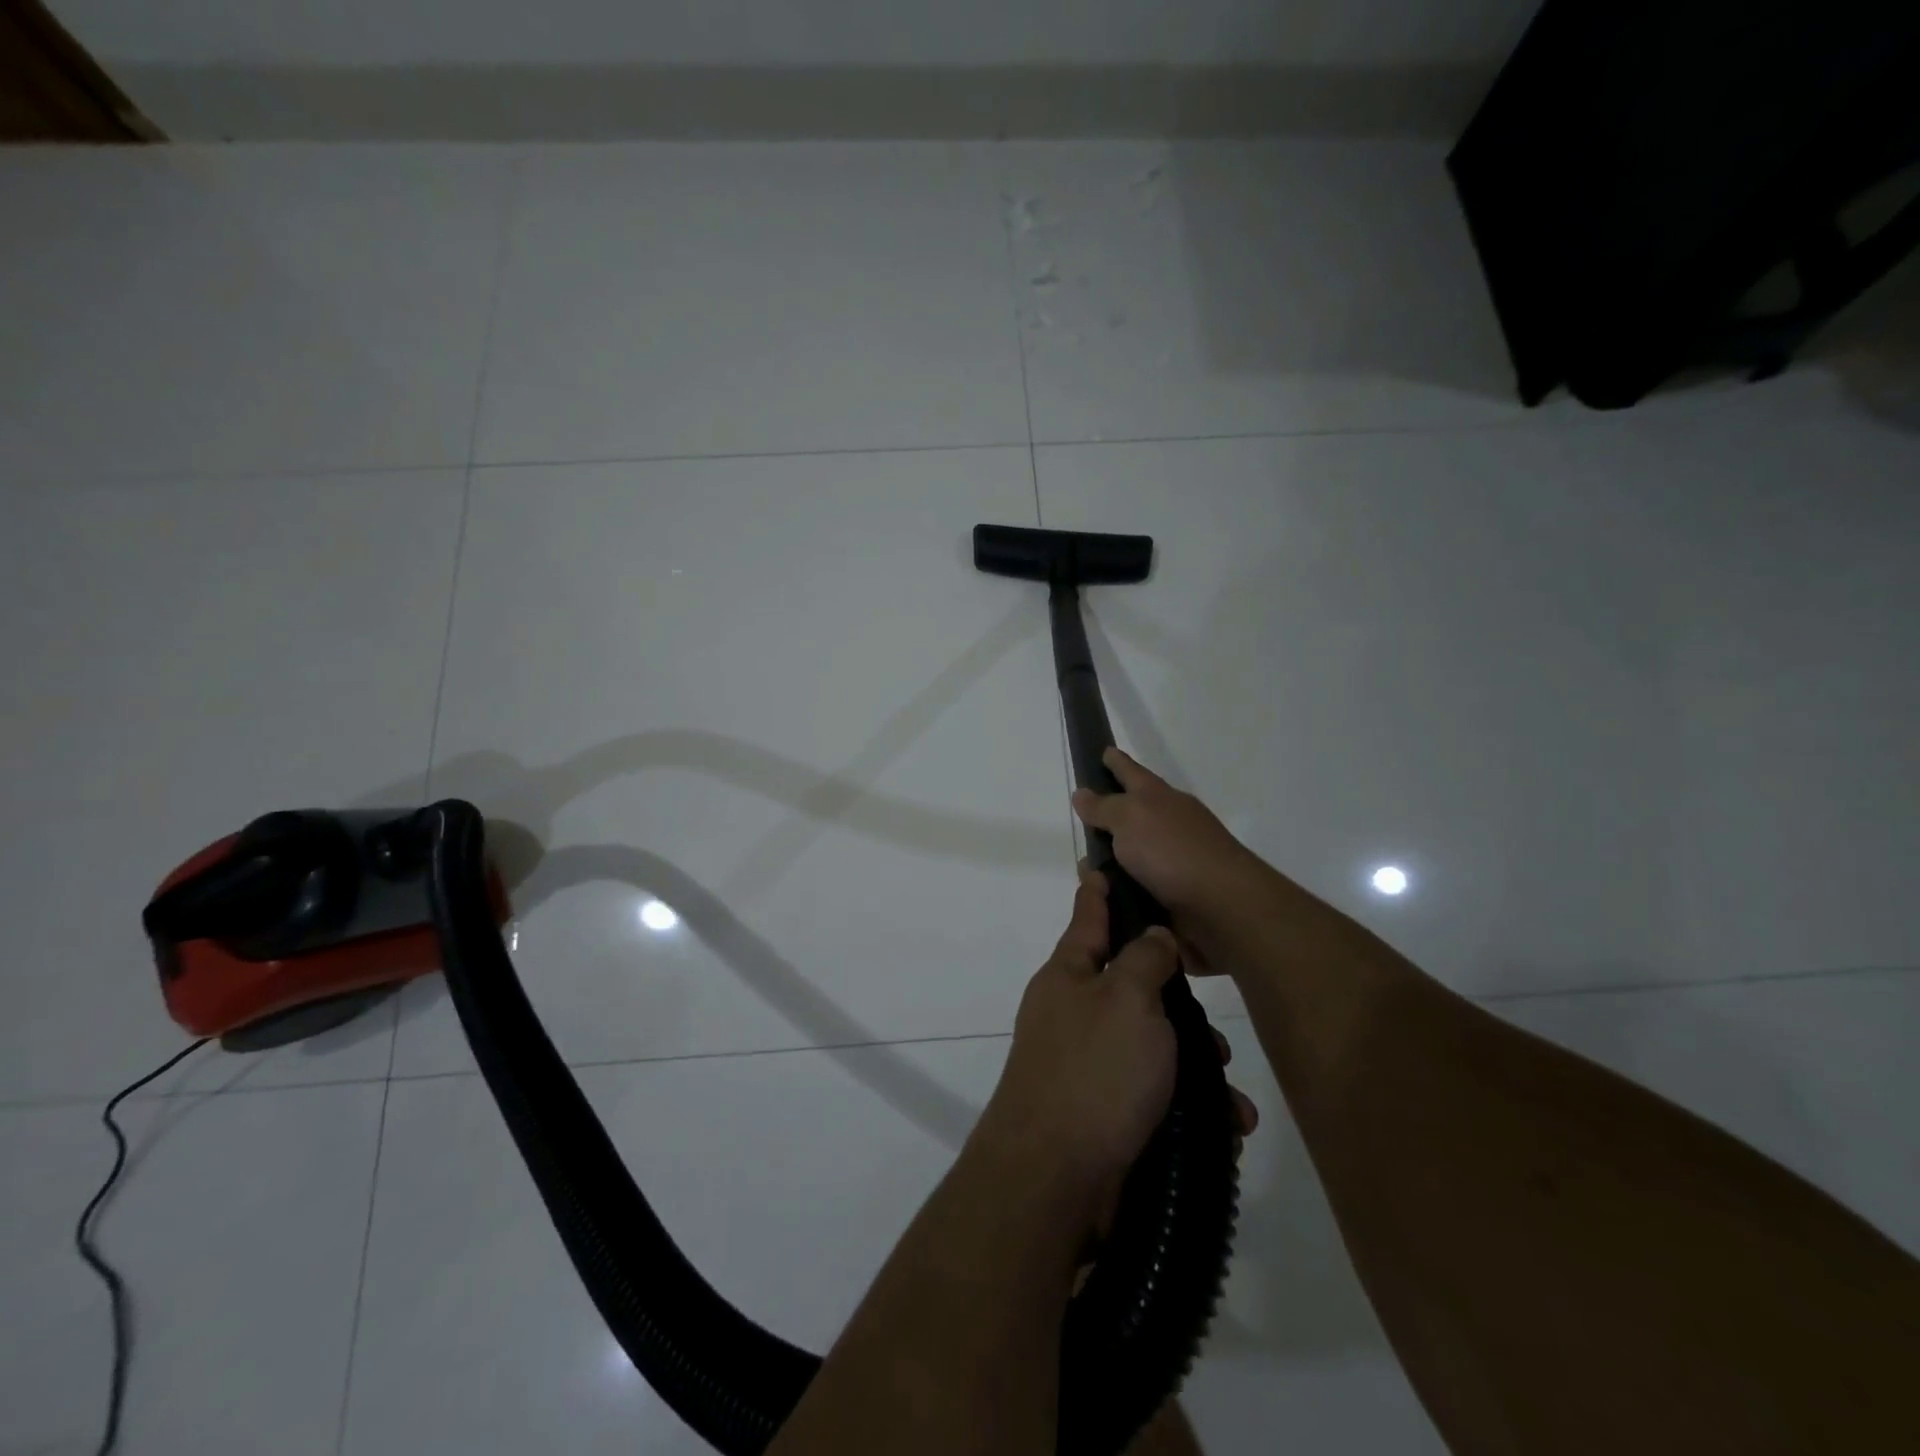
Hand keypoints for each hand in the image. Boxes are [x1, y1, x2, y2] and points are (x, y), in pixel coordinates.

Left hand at [972, 867, 1256, 1238]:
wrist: (1055, 1180)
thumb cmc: (1094, 1071)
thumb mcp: (1127, 999)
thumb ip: (1144, 959)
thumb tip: (1152, 935)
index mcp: (1069, 976)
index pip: (1087, 918)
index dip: (1098, 892)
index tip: (1099, 866)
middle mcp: (1073, 1014)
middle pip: (1132, 988)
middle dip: (1178, 1007)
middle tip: (1214, 1028)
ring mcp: (1086, 1066)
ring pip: (1152, 1048)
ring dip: (1194, 1067)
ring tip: (1231, 1096)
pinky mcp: (1104, 1114)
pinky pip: (1155, 1096)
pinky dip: (1188, 1108)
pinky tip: (1224, 1128)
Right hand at [1071, 748, 1267, 966]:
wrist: (1222, 907)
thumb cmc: (1173, 852)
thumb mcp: (1130, 818)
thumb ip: (1104, 807)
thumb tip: (1083, 794)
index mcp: (1160, 798)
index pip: (1132, 772)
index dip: (1117, 762)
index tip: (1104, 752)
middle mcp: (1168, 826)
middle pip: (1131, 815)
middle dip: (1106, 820)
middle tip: (1079, 824)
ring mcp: (1172, 862)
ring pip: (1129, 857)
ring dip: (1107, 864)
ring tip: (1084, 873)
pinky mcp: (1173, 897)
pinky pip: (1134, 890)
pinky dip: (1118, 893)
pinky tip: (1101, 900)